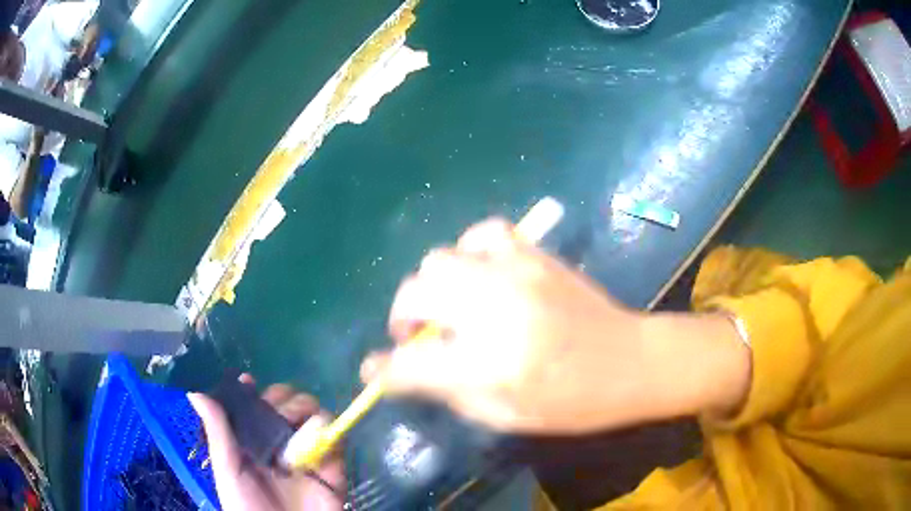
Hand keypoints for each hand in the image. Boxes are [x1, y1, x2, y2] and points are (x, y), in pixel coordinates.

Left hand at [189, 376, 345, 510]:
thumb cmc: (247, 506)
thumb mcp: (228, 470)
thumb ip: (218, 432)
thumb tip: (194, 391)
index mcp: (252, 440)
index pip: (254, 405)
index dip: (253, 390)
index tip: (249, 383)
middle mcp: (279, 442)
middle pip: (286, 404)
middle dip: (284, 398)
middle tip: (278, 411)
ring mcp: (306, 453)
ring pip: (313, 415)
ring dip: (306, 410)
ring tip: (296, 425)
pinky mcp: (332, 467)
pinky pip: (337, 440)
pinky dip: (331, 431)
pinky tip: (318, 437)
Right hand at [361, 219, 750, 433]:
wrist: (630, 361)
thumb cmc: (573, 403)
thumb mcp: (506, 417)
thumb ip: (449, 392)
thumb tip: (403, 372)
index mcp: (489, 365)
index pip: (409, 363)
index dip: (382, 369)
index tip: (373, 370)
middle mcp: (494, 312)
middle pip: (414, 294)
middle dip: (402, 317)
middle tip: (415, 336)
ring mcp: (515, 274)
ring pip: (440, 259)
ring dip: (433, 286)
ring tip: (450, 306)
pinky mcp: (535, 256)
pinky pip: (484, 233)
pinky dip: (470, 251)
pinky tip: (480, 272)